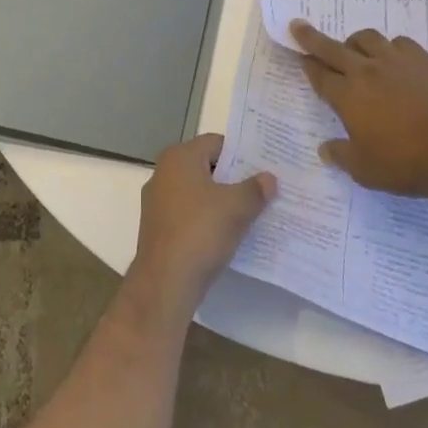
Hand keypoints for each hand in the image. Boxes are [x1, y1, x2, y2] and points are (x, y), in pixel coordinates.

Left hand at [131, 134, 274, 312]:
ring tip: (251, 212)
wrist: (165, 284)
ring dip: (221, 201)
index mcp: (179, 157)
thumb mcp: (236, 208)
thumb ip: (255, 189)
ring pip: (198, 192)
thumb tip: (269, 178)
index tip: (264, 167)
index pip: (216, 143)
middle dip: (234, 178)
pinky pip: (189, 214)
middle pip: (207, 167)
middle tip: (262, 189)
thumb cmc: (200, 232)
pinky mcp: (159, 228)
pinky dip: (207, 219)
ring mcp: (158, 202)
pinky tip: (227, 234)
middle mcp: (163, 173)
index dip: (242, 154)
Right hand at [289, 20, 427, 197]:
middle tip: (300, 26)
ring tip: (355, 49)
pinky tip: (395, 60)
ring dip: (355, 42)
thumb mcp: (365, 171)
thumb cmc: (407, 164)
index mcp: (349, 97)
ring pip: (368, 38)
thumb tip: (325, 148)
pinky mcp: (426, 61)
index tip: (299, 55)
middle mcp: (368, 71)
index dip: (307, 65)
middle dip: (313, 38)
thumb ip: (342, 155)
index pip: (320, 75)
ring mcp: (398, 62)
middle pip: (334, 48)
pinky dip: (390, 48)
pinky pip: (400, 43)